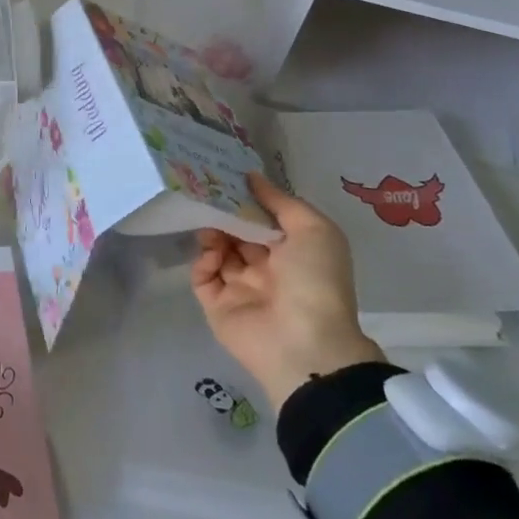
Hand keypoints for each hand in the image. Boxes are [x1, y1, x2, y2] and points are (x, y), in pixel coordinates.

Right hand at [192, 172, 385, 411]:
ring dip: (212, 233)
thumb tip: (251, 177)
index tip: (227, 176)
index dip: (247, 199)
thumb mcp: (313, 229)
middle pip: (237, 233)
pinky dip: (203, 260)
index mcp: (293, 253)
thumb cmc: (315, 279)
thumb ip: (281, 201)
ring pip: (217, 251)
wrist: (304, 342)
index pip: (263, 220)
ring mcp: (240, 288)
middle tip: (207, 192)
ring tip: (209, 223)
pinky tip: (211, 253)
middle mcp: (267, 269)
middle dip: (223, 213)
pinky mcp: (217, 305)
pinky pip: (203, 276)